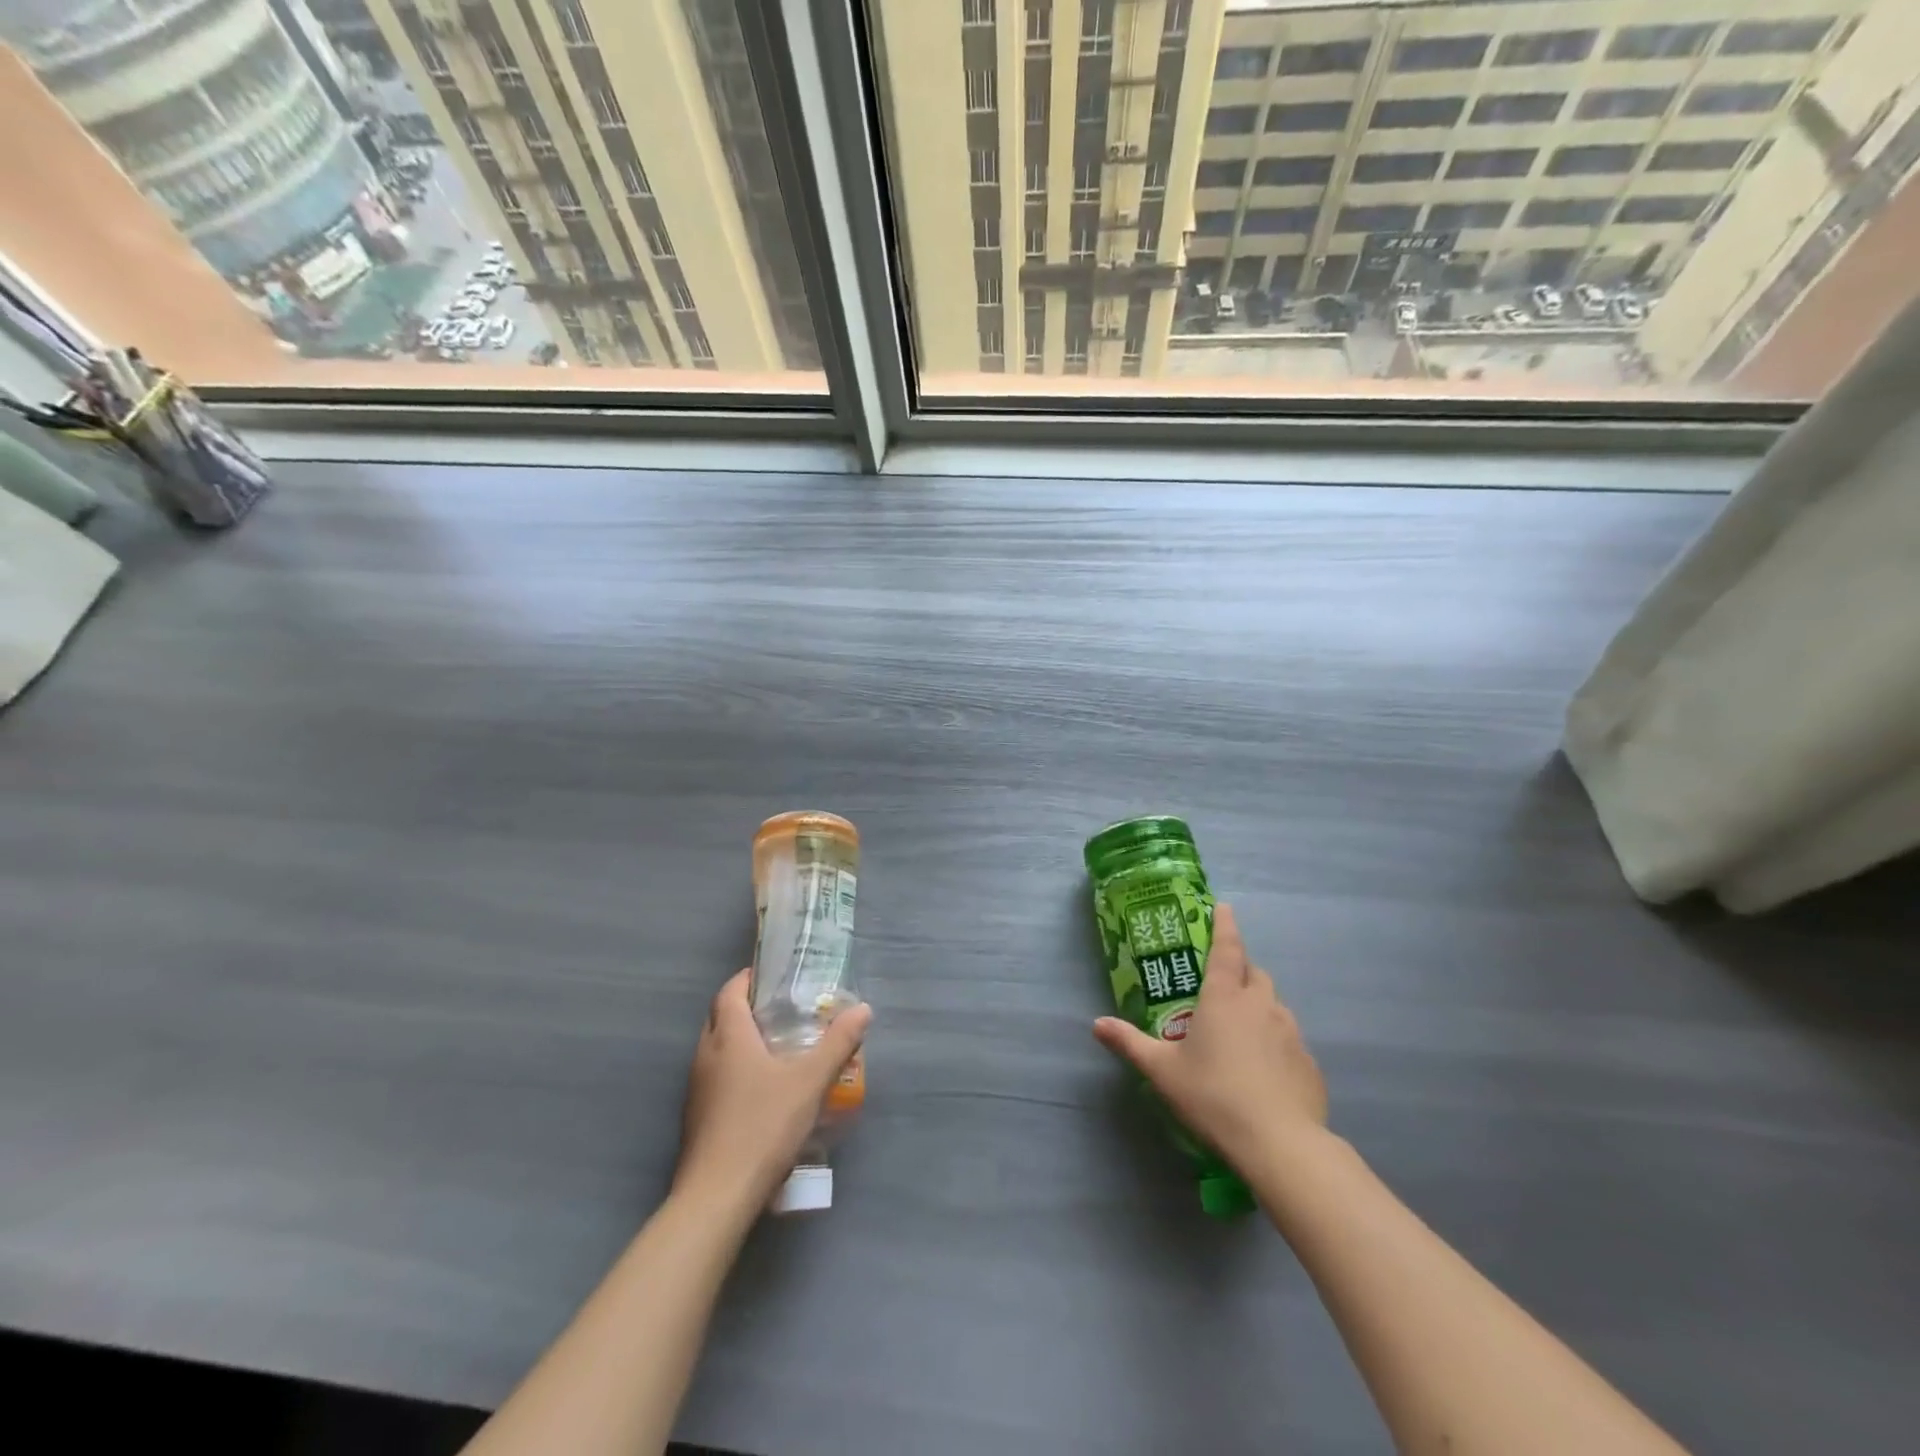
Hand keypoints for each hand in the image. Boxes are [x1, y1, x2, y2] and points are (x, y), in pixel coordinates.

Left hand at [674, 969, 871, 1211]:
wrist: (717, 1197)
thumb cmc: (763, 1126)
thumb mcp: (810, 1081)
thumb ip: (838, 1043)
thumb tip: (863, 1009)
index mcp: (729, 1037)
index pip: (730, 992)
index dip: (748, 979)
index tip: (773, 976)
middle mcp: (706, 1055)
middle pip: (720, 1017)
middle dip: (746, 1007)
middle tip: (781, 1009)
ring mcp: (696, 1089)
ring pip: (716, 1049)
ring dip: (740, 1040)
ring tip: (777, 1046)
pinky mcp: (696, 1118)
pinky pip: (715, 1077)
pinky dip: (735, 1070)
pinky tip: (762, 1090)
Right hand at [1092, 903, 1326, 1177]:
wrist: (1279, 1144)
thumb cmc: (1213, 1096)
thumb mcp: (1162, 1071)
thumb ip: (1129, 1042)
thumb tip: (1097, 1024)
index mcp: (1224, 997)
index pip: (1227, 948)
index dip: (1224, 925)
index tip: (1223, 907)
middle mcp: (1261, 1005)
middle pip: (1254, 973)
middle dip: (1241, 971)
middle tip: (1222, 986)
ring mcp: (1291, 1033)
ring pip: (1274, 1005)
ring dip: (1258, 1007)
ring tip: (1240, 1032)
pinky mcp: (1309, 1064)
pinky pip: (1289, 1041)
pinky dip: (1275, 1043)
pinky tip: (1264, 1070)